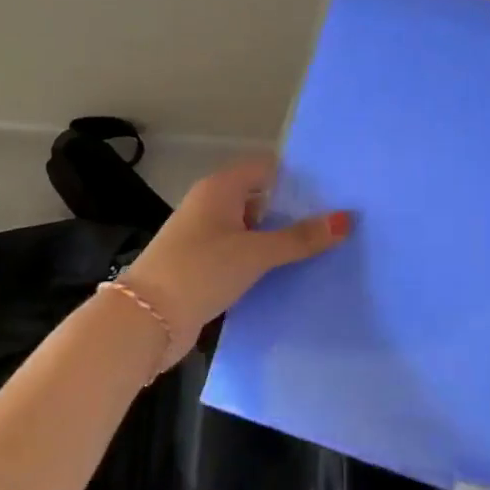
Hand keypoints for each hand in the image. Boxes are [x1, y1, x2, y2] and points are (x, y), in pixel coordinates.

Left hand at [119, 157, 349, 370]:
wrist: (144, 321)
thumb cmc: (201, 270)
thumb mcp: (256, 253)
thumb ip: (300, 237)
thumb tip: (346, 218)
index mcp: (221, 187)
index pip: (268, 168)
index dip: (299, 177)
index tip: (334, 192)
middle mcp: (211, 204)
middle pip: (261, 198)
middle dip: (294, 210)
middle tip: (335, 222)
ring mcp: (204, 236)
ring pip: (252, 229)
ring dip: (279, 238)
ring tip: (322, 247)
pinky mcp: (202, 265)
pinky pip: (241, 253)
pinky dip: (262, 260)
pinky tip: (289, 273)